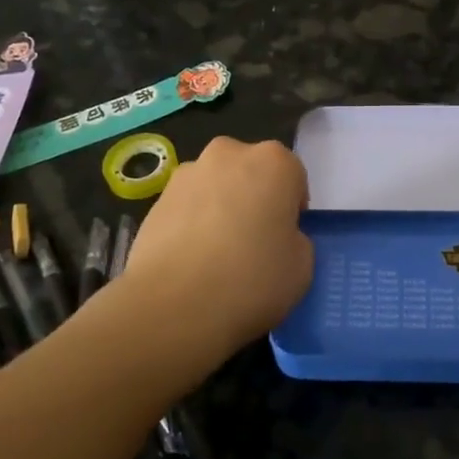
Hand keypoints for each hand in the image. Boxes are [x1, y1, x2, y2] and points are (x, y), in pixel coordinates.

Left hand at [122, 137, 312, 357]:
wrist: (174, 303)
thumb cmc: (251, 279)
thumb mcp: (302, 266)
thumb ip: (295, 239)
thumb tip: (275, 238)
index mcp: (273, 162)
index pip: (293, 176)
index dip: (292, 209)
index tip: (285, 238)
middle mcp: (229, 154)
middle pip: (250, 172)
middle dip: (254, 198)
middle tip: (254, 242)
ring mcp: (187, 174)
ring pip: (216, 186)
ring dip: (221, 208)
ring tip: (217, 254)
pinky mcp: (155, 199)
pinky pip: (187, 206)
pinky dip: (192, 224)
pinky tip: (191, 260)